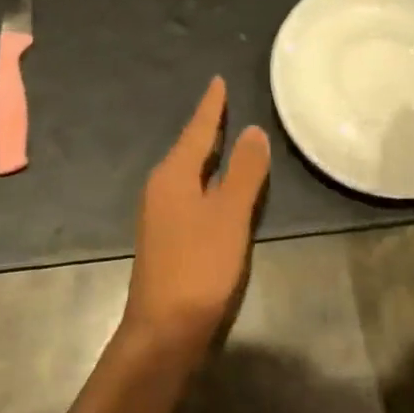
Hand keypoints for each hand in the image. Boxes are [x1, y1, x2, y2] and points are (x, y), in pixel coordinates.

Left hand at [121, 77, 269, 357]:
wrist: (163, 331)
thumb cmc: (199, 267)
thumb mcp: (229, 216)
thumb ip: (243, 172)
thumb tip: (253, 130)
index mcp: (173, 175)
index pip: (197, 130)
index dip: (211, 106)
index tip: (218, 81)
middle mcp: (161, 187)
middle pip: (189, 148)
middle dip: (207, 127)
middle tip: (225, 104)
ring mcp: (160, 214)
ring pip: (188, 172)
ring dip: (206, 155)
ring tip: (224, 139)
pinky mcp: (166, 237)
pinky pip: (189, 193)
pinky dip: (206, 181)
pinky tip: (216, 189)